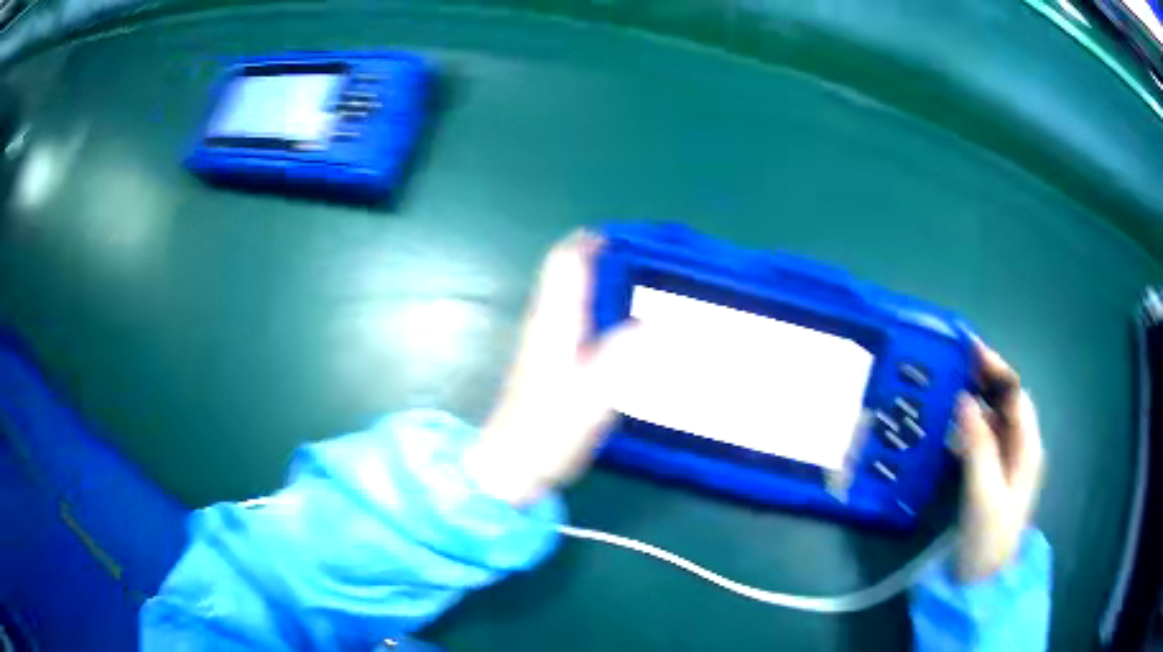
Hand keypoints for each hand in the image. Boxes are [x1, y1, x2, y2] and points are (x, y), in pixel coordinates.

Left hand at [463, 231, 639, 506]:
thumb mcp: (592, 400)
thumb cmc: (548, 432)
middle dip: (599, 253)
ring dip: (596, 275)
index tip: (627, 234)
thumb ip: (620, 359)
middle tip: (644, 256)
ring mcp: (542, 339)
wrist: (511, 464)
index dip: (591, 241)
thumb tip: (647, 323)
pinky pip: (571, 312)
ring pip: (568, 290)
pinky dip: (593, 300)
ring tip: (638, 280)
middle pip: (565, 270)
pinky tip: (617, 320)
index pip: (567, 263)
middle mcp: (546, 322)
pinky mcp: (546, 357)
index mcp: (556, 323)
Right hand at [954, 340, 1044, 581]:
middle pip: (1005, 402)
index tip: (966, 349)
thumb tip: (964, 399)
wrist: (983, 582)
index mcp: (1027, 447)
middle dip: (983, 379)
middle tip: (951, 365)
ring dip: (974, 400)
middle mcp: (1021, 447)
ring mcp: (1008, 462)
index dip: (994, 368)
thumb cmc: (988, 539)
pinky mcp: (992, 475)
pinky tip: (948, 427)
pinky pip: (982, 438)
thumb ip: (979, 447)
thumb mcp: (984, 494)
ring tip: (945, 388)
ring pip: (993, 419)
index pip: (1014, 394)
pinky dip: (967, 425)